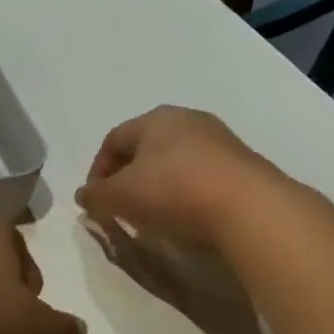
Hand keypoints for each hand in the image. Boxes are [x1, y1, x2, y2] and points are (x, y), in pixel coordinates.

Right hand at [76, 106, 287, 246]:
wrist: (248, 207)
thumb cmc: (172, 191)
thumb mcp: (119, 196)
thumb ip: (96, 195)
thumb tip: (84, 194)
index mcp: (154, 119)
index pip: (113, 139)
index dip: (97, 169)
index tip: (95, 198)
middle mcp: (187, 119)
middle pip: (145, 147)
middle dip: (127, 176)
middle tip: (120, 204)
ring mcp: (219, 139)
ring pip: (174, 160)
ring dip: (157, 184)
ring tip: (151, 214)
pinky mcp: (242, 163)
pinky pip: (200, 174)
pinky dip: (184, 191)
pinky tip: (184, 214)